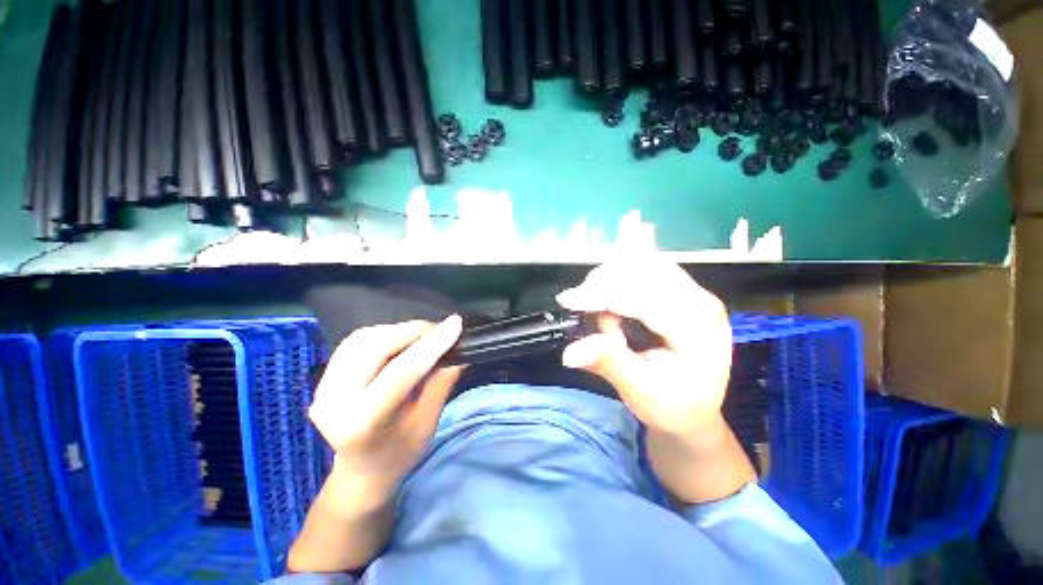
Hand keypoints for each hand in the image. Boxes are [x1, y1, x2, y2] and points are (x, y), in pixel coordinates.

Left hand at [309, 317, 463, 504]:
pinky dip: (384, 333)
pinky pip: (356, 341)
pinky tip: (401, 339)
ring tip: (424, 335)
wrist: (361, 471)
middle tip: (440, 330)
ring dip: (399, 330)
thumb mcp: (428, 423)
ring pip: (365, 338)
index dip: (431, 344)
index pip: (400, 372)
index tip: (456, 324)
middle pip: (377, 347)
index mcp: (362, 423)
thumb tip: (458, 350)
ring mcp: (323, 388)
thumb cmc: (400, 453)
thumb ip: (441, 382)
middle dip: (414, 331)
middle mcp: (334, 402)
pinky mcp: (323, 378)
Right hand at [556, 260, 732, 435]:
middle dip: (604, 285)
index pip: (644, 297)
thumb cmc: (673, 406)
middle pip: (644, 270)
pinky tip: (611, 302)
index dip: (602, 294)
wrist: (695, 409)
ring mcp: (692, 291)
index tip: (567, 300)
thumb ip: (609, 364)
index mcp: (698, 329)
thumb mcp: (641, 392)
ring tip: (601, 313)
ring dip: (610, 281)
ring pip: (641, 263)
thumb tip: (570, 353)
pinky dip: (618, 280)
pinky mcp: (679, 290)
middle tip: (582, 310)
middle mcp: (700, 301)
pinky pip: (642, 270)